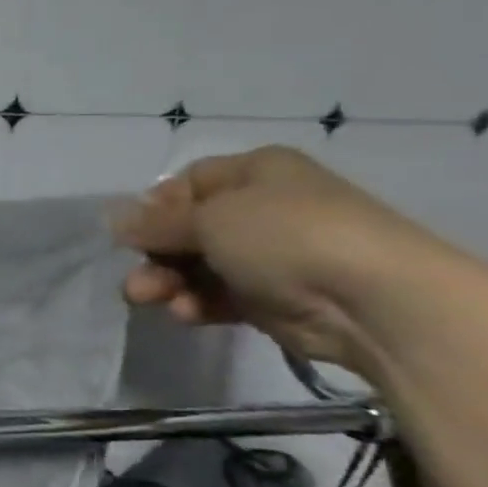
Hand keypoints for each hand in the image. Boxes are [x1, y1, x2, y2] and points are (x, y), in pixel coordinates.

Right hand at [113, 146, 453, 375]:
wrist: (372, 299)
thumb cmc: (286, 236)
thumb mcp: (210, 218)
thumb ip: (156, 222)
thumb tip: (115, 218)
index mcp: (255, 172)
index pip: (188, 183)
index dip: (155, 207)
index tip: (132, 234)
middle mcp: (262, 209)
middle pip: (187, 229)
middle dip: (155, 254)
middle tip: (136, 280)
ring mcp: (268, 255)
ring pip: (198, 266)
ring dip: (168, 283)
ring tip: (150, 300)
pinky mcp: (271, 297)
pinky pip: (219, 296)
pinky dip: (197, 304)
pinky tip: (187, 314)